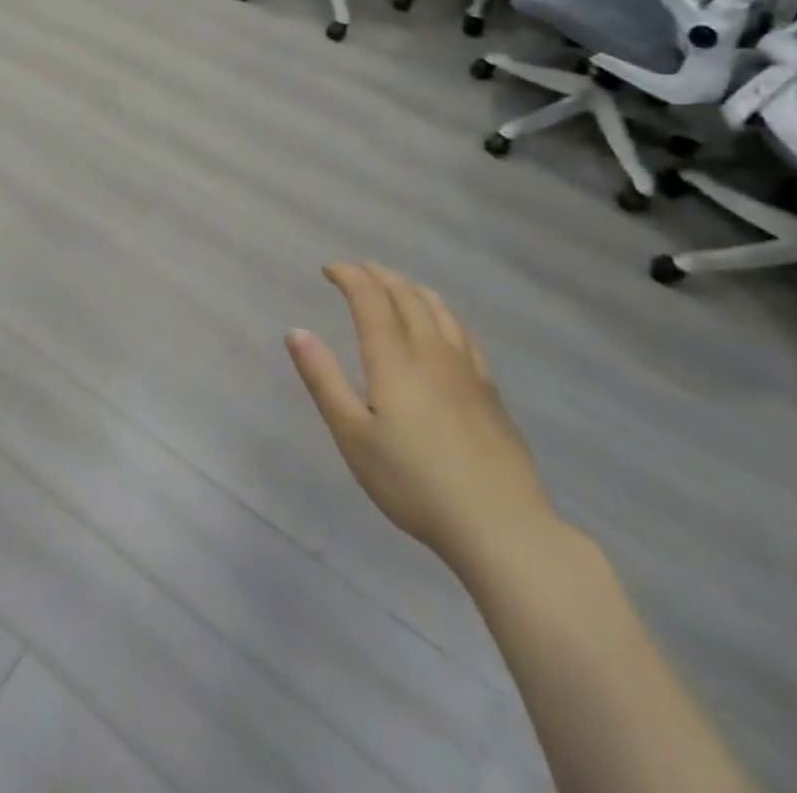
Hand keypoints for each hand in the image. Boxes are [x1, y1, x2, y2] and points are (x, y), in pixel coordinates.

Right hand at [287, 262, 554, 574]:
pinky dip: (443, 313)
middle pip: (405, 296)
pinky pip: (464, 333)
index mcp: (393, 358)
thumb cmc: (413, 482)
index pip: (370, 298)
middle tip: (357, 270)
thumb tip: (296, 331)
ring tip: (395, 285)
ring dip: (411, 288)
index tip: (329, 269)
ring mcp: (466, 370)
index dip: (349, 276)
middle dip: (378, 276)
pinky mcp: (490, 391)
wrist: (500, 526)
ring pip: (438, 310)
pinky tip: (443, 325)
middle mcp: (431, 351)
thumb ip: (323, 379)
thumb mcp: (352, 435)